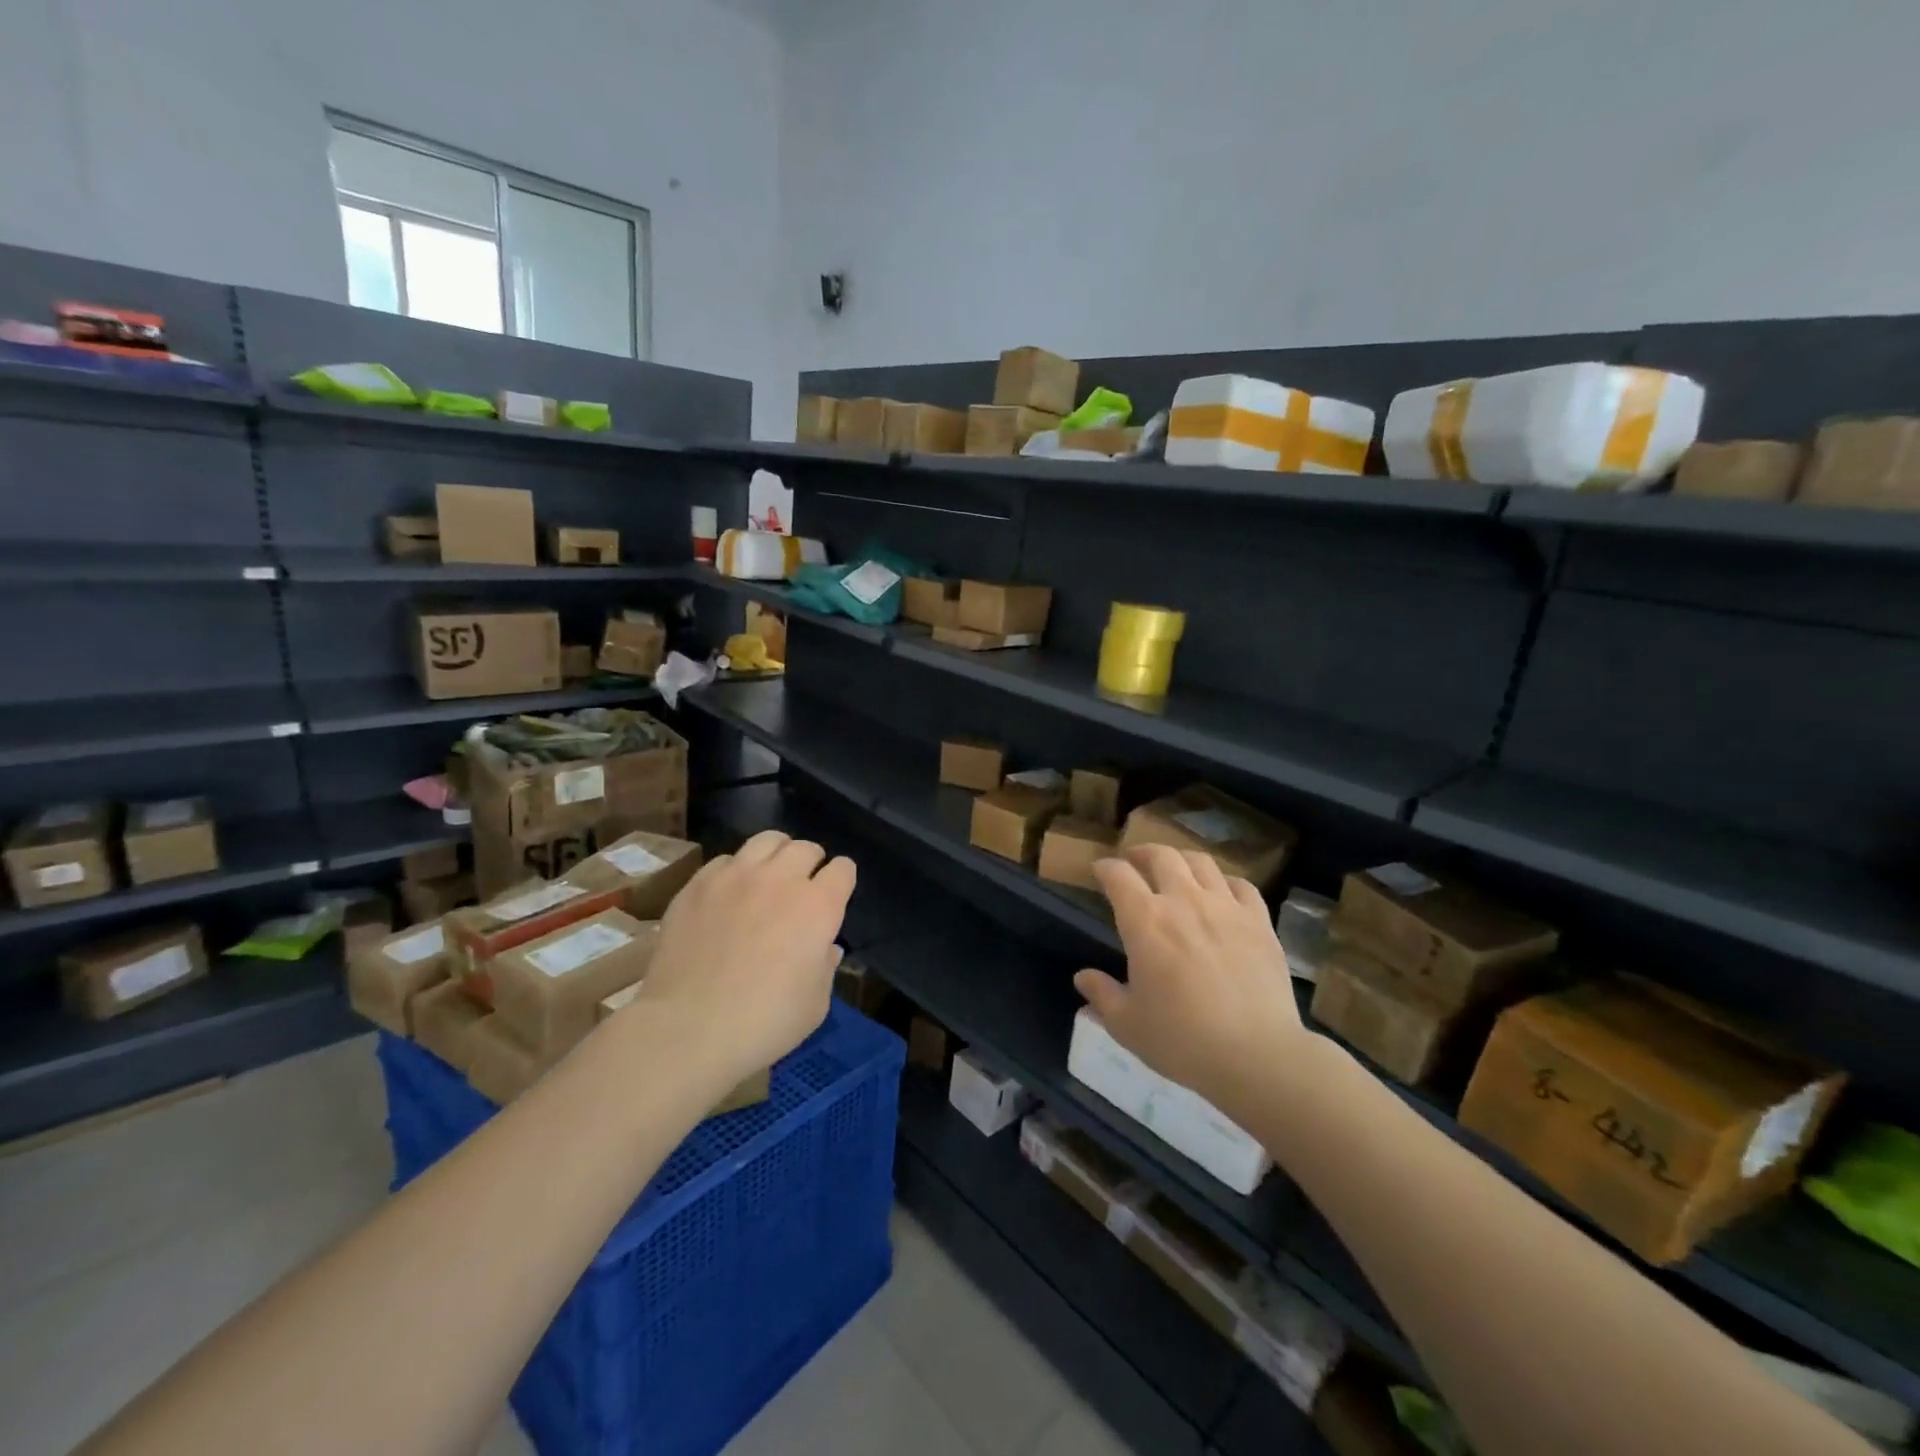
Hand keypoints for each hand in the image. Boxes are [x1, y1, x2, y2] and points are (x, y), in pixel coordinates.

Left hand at [631, 831, 855, 1085]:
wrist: (687, 1030)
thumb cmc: (764, 1023)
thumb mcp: (816, 1004)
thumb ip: (826, 966)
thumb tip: (825, 947)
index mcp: (818, 906)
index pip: (843, 869)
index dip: (842, 881)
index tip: (836, 896)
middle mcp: (781, 879)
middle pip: (806, 848)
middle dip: (811, 863)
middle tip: (803, 887)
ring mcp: (736, 876)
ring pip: (767, 841)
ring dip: (777, 855)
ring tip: (769, 876)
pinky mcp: (698, 883)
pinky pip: (725, 860)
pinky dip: (735, 871)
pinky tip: (729, 894)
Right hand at [1075, 845, 1311, 1110]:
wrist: (1257, 1055)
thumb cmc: (1182, 1040)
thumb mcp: (1127, 1024)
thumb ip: (1102, 994)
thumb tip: (1082, 977)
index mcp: (1145, 920)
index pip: (1118, 875)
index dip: (1105, 868)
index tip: (1099, 871)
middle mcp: (1184, 900)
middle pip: (1161, 855)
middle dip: (1142, 853)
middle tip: (1134, 862)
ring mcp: (1226, 907)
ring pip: (1201, 862)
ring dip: (1182, 860)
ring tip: (1176, 870)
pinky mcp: (1259, 921)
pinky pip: (1241, 885)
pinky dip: (1225, 882)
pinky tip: (1222, 893)